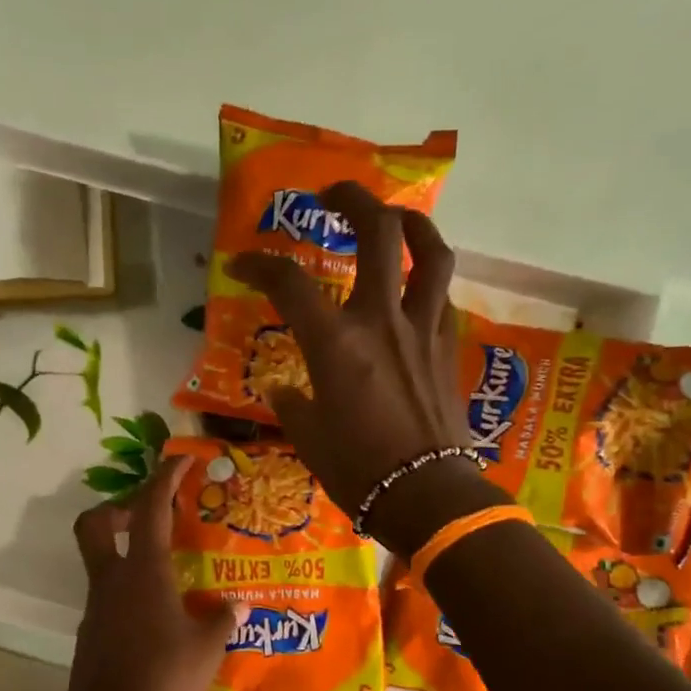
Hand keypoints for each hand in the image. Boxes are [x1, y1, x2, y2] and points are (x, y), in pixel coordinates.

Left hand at [51, 456, 238, 690]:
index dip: (164, 478)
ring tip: (171, 574)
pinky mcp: (91, 635)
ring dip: (129, 555)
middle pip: (95, 524)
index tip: (179, 461)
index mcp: (142, 572)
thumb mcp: (207, 647)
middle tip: (152, 518)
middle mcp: (111, 582)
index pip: (149, 509)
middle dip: (119, 508)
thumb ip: (222, 619)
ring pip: (102, 563)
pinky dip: (130, 592)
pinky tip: (159, 618)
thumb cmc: (164, 679)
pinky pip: (109, 597)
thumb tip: (236, 604)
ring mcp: (96, 609)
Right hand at [232, 181, 501, 554]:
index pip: (289, 283)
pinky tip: (413, 288)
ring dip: (410, 223)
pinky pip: (440, 295)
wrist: (425, 495)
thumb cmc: (357, 470)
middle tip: (333, 195)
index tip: (242, 264)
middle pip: (376, 232)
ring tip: (394, 218)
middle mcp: (381, 320)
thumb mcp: (308, 437)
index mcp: (335, 343)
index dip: (260, 265)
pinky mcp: (447, 346)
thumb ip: (292, 403)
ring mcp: (421, 329)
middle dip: (353, 199)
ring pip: (428, 252)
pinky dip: (425, 279)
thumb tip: (283, 389)